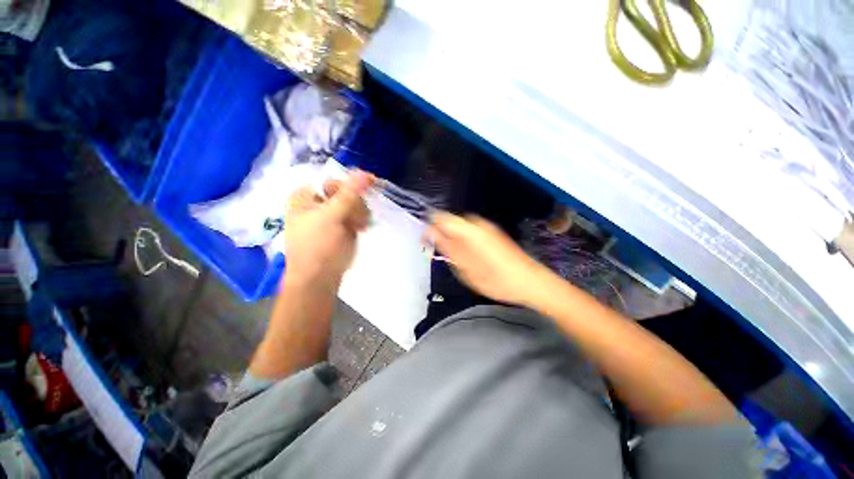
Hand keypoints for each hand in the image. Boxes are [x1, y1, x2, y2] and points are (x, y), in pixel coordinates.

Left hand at [283, 170, 372, 290]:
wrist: (319, 280)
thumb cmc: (319, 247)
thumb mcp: (331, 217)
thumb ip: (349, 194)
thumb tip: (365, 173)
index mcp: (305, 196)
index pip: (335, 180)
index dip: (353, 185)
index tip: (371, 188)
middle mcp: (316, 203)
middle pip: (346, 192)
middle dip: (355, 205)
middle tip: (356, 219)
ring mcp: (329, 215)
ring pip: (353, 204)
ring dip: (360, 214)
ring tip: (358, 228)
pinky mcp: (340, 227)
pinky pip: (356, 215)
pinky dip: (360, 221)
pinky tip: (360, 229)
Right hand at [428, 212, 553, 305]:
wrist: (530, 281)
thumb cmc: (497, 280)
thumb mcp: (466, 269)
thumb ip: (447, 248)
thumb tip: (431, 234)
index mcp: (469, 230)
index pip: (439, 217)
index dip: (429, 228)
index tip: (426, 243)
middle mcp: (478, 223)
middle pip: (450, 221)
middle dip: (442, 234)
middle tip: (442, 255)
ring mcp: (487, 227)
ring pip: (461, 226)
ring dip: (453, 237)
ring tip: (456, 257)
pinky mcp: (493, 233)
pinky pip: (471, 231)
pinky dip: (464, 239)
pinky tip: (470, 255)